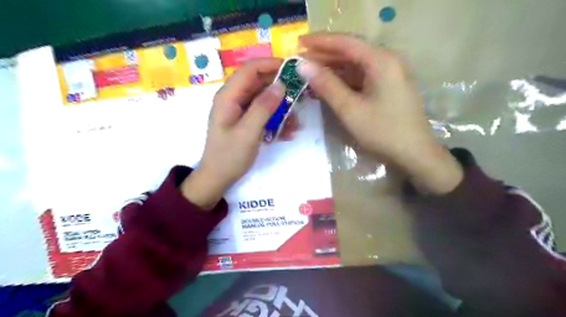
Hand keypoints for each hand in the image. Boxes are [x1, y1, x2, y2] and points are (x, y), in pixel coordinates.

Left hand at [182, 59, 285, 209]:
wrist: (218, 177)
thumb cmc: (229, 156)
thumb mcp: (248, 132)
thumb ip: (263, 107)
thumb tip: (281, 85)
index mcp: (228, 96)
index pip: (250, 69)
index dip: (271, 64)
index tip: (294, 70)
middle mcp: (234, 98)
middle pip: (260, 83)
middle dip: (281, 89)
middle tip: (301, 97)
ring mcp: (240, 110)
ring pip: (265, 99)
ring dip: (282, 108)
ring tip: (295, 123)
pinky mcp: (247, 120)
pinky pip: (265, 113)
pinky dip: (277, 119)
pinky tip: (287, 133)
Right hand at [297, 33, 460, 193]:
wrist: (413, 154)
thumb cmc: (382, 131)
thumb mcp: (350, 109)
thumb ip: (327, 85)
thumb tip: (303, 66)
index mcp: (381, 61)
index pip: (345, 42)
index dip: (320, 41)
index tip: (298, 43)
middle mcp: (387, 61)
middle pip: (351, 52)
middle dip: (324, 56)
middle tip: (300, 62)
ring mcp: (389, 74)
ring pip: (355, 66)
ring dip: (333, 69)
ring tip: (309, 73)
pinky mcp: (387, 87)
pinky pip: (361, 77)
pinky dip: (344, 80)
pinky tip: (329, 85)